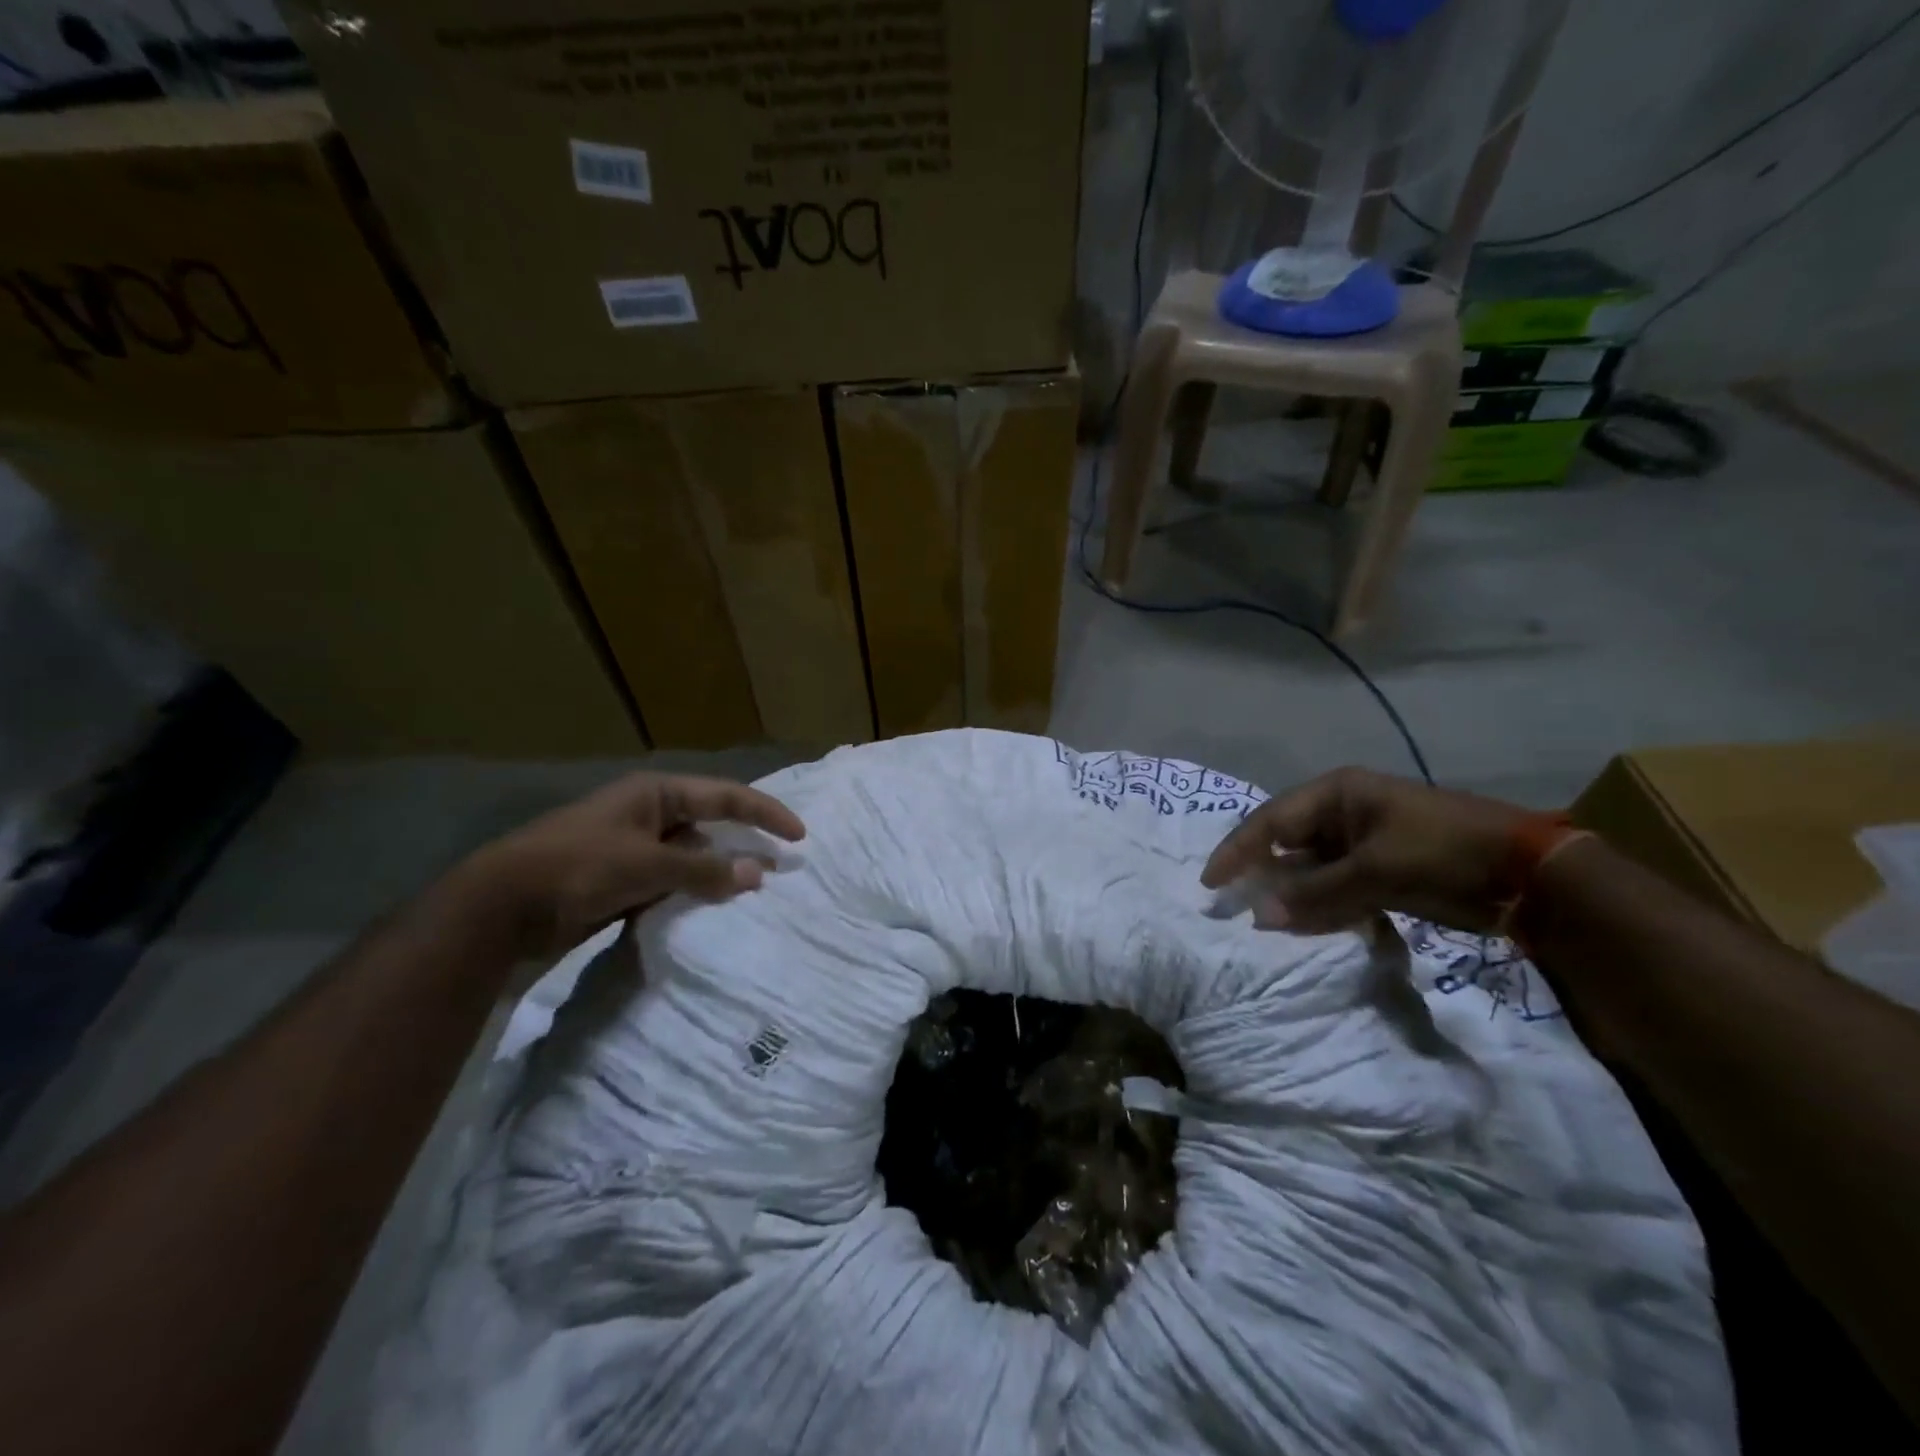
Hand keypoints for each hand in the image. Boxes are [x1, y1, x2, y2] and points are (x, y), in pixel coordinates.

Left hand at [452, 772, 805, 960]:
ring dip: (717, 875)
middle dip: (743, 845)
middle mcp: (649, 815)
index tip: (800, 837)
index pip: (725, 797)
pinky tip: (709, 911)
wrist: (501, 908)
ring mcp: (634, 849)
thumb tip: (758, 873)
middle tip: (780, 869)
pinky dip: (691, 894)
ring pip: (692, 858)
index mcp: (655, 794)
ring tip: (750, 895)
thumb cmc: (577, 868)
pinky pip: (671, 883)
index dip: (765, 813)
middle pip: (711, 826)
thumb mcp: (646, 864)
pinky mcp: (622, 880)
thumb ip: (704, 869)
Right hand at [1200, 767, 1526, 932]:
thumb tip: (1261, 916)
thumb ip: (1315, 893)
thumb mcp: (1375, 872)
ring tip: (1267, 919)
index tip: (1211, 882)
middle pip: (1288, 841)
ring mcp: (1365, 839)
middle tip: (1233, 902)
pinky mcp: (1383, 866)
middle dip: (1262, 873)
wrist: (1529, 874)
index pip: (1271, 821)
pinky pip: (1337, 884)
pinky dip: (1322, 903)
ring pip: (1311, 866)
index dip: (1238, 850)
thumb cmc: (1442, 854)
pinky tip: (1309, 924)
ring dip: (1292, 892)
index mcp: (1338, 794)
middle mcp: (1345, 811)